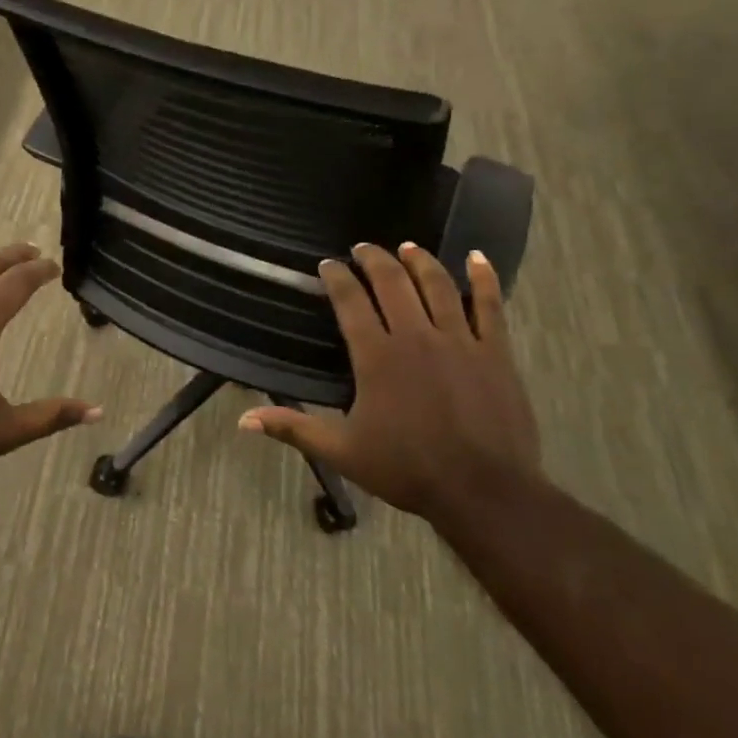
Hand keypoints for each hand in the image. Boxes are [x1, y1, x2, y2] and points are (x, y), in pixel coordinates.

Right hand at [239, 244, 539, 523]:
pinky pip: (490, 305)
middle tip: (363, 247)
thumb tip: (243, 420)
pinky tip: (477, 258)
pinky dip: (484, 278)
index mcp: (377, 356)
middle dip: (374, 259)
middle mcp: (415, 336)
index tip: (327, 264)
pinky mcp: (494, 351)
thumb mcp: (342, 451)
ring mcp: (459, 340)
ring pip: (437, 285)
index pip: (350, 302)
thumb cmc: (407, 470)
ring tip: (407, 247)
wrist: (483, 491)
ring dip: (419, 261)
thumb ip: (293, 428)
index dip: (337, 278)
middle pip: (392, 282)